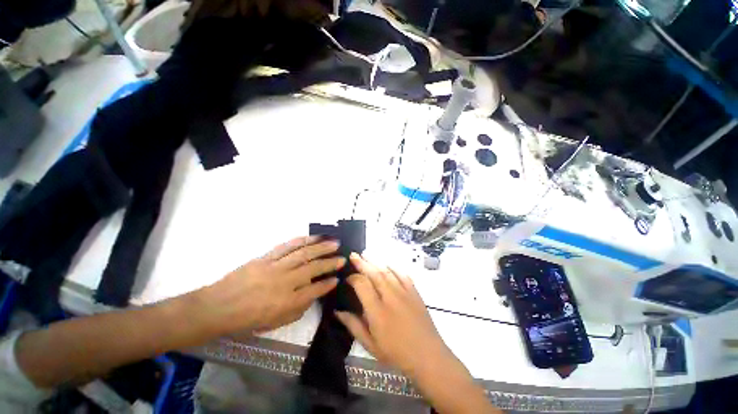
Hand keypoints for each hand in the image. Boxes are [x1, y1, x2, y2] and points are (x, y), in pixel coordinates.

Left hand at [200, 236, 343, 334]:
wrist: (217, 307)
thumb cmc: (246, 320)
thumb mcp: (273, 323)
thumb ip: (297, 310)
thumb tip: (313, 295)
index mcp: (286, 302)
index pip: (314, 290)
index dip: (328, 284)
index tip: (337, 278)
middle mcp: (284, 282)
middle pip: (313, 269)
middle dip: (330, 263)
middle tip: (342, 258)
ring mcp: (275, 267)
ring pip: (303, 254)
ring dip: (321, 247)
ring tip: (334, 242)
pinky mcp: (266, 258)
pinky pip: (286, 246)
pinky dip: (301, 240)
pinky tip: (311, 237)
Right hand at [335, 253, 452, 376]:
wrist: (427, 355)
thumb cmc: (396, 353)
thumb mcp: (370, 345)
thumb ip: (353, 326)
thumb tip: (337, 311)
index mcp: (377, 311)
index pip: (362, 285)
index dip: (353, 278)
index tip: (348, 278)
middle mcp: (390, 297)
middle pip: (374, 273)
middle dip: (362, 262)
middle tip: (354, 255)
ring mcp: (404, 292)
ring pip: (387, 270)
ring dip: (376, 261)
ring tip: (366, 254)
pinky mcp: (414, 291)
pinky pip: (402, 274)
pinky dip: (393, 266)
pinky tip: (387, 263)